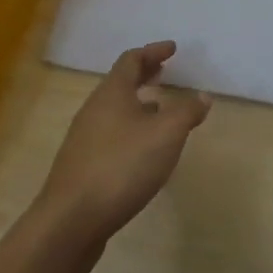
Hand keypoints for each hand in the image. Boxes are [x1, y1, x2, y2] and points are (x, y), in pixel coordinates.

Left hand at [36, 40, 211, 244]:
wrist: (70, 223)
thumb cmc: (121, 166)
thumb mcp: (166, 134)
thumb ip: (187, 111)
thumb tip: (202, 96)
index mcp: (111, 94)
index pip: (131, 60)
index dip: (153, 52)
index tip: (173, 49)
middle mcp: (94, 111)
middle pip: (120, 84)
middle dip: (144, 76)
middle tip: (165, 73)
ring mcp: (84, 140)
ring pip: (114, 111)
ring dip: (138, 105)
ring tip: (160, 111)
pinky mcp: (82, 167)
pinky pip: (110, 135)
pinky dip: (131, 130)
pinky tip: (144, 150)